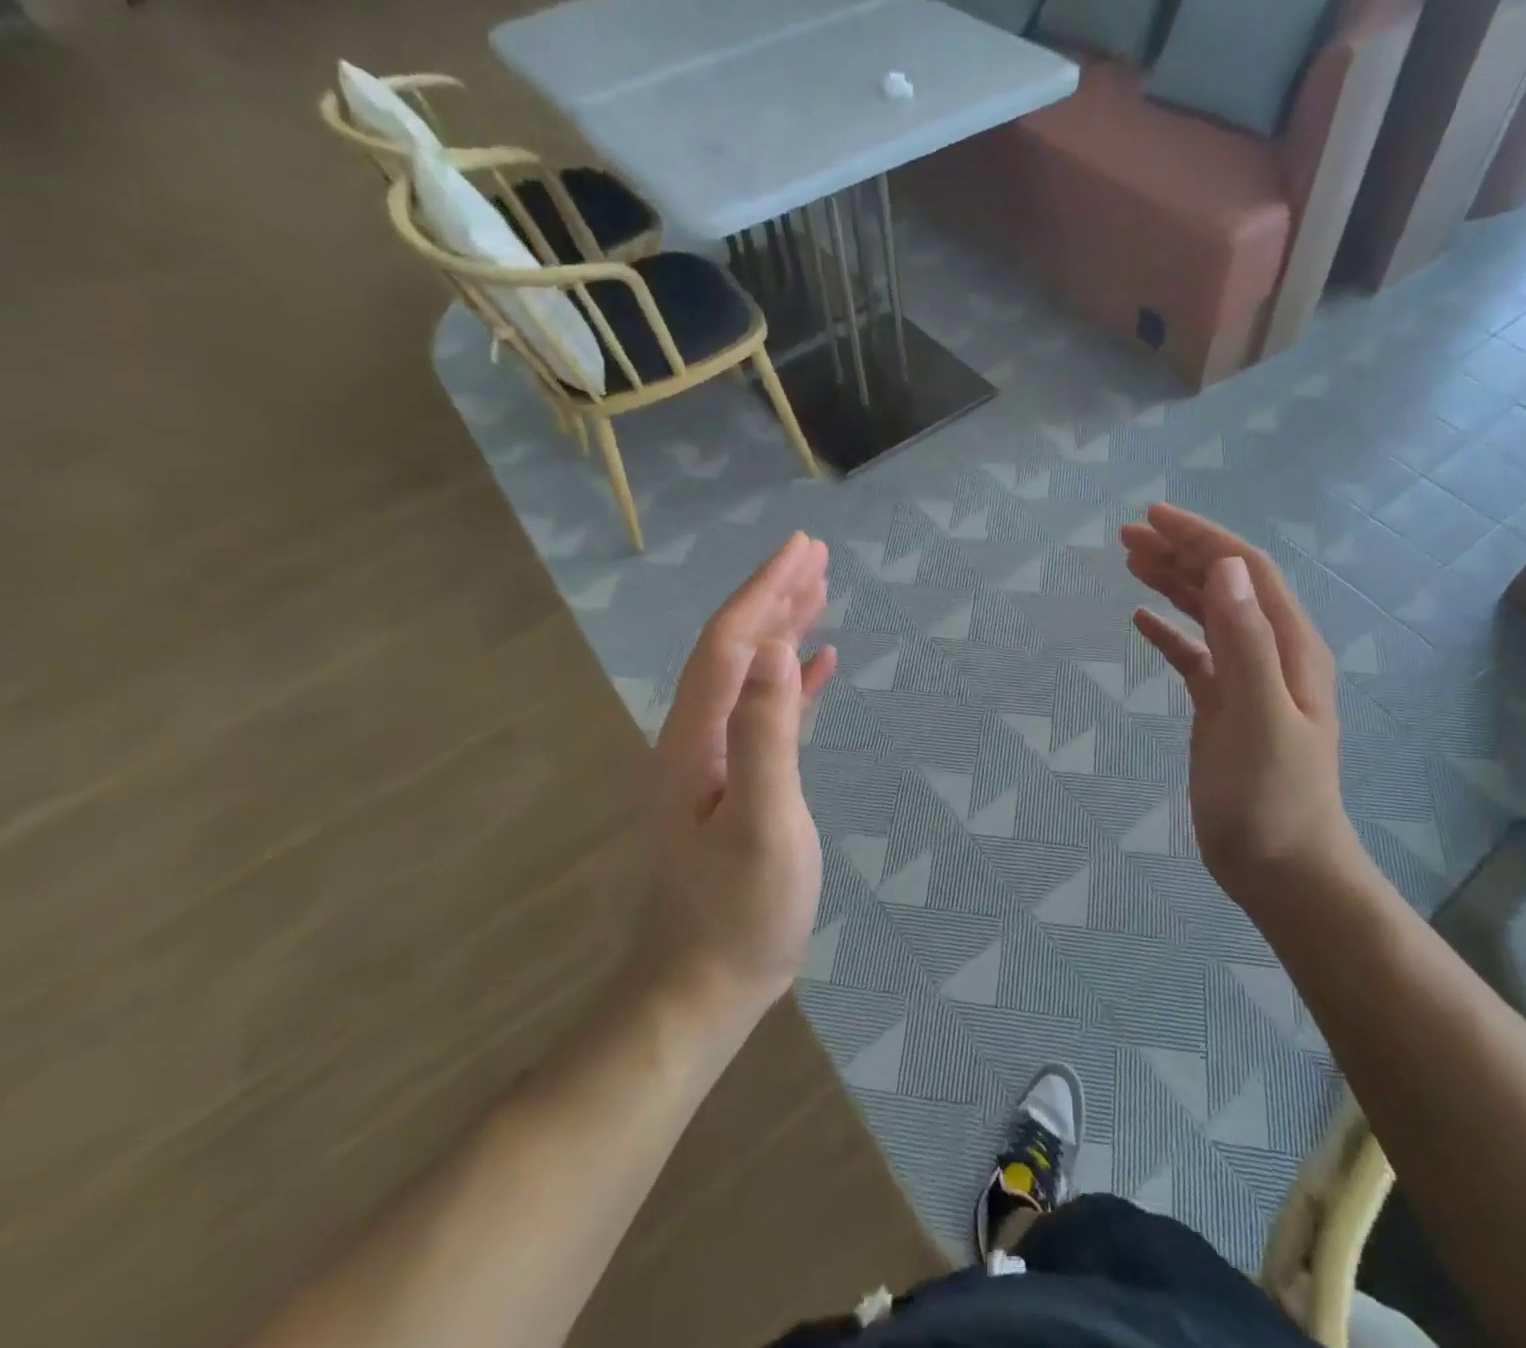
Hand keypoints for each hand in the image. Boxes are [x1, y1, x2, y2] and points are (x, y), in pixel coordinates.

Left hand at [634, 533, 836, 1024]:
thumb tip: (779, 649)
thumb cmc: (739, 911)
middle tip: (815, 555)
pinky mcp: (738, 782)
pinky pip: (766, 711)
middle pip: (736, 648)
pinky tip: (818, 666)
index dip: (765, 590)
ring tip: (819, 592)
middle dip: (773, 596)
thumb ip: (767, 733)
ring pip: (750, 675)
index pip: (730, 642)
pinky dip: (792, 681)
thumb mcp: (762, 821)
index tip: (802, 548)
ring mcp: (716, 760)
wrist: (703, 987)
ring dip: (782, 630)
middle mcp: (697, 736)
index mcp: (696, 736)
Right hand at [1121, 505, 1352, 913]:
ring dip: (1172, 584)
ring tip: (1131, 561)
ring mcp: (1246, 681)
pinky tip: (1140, 622)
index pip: (1246, 571)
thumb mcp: (1259, 717)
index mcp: (1289, 647)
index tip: (1154, 516)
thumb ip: (1246, 642)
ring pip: (1208, 615)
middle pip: (1225, 586)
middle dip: (1180, 553)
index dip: (1203, 538)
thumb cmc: (1271, 798)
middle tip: (1127, 536)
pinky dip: (1168, 634)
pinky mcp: (1223, 708)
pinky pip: (1193, 657)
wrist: (1281, 869)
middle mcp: (1271, 654)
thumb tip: (1224, 568)